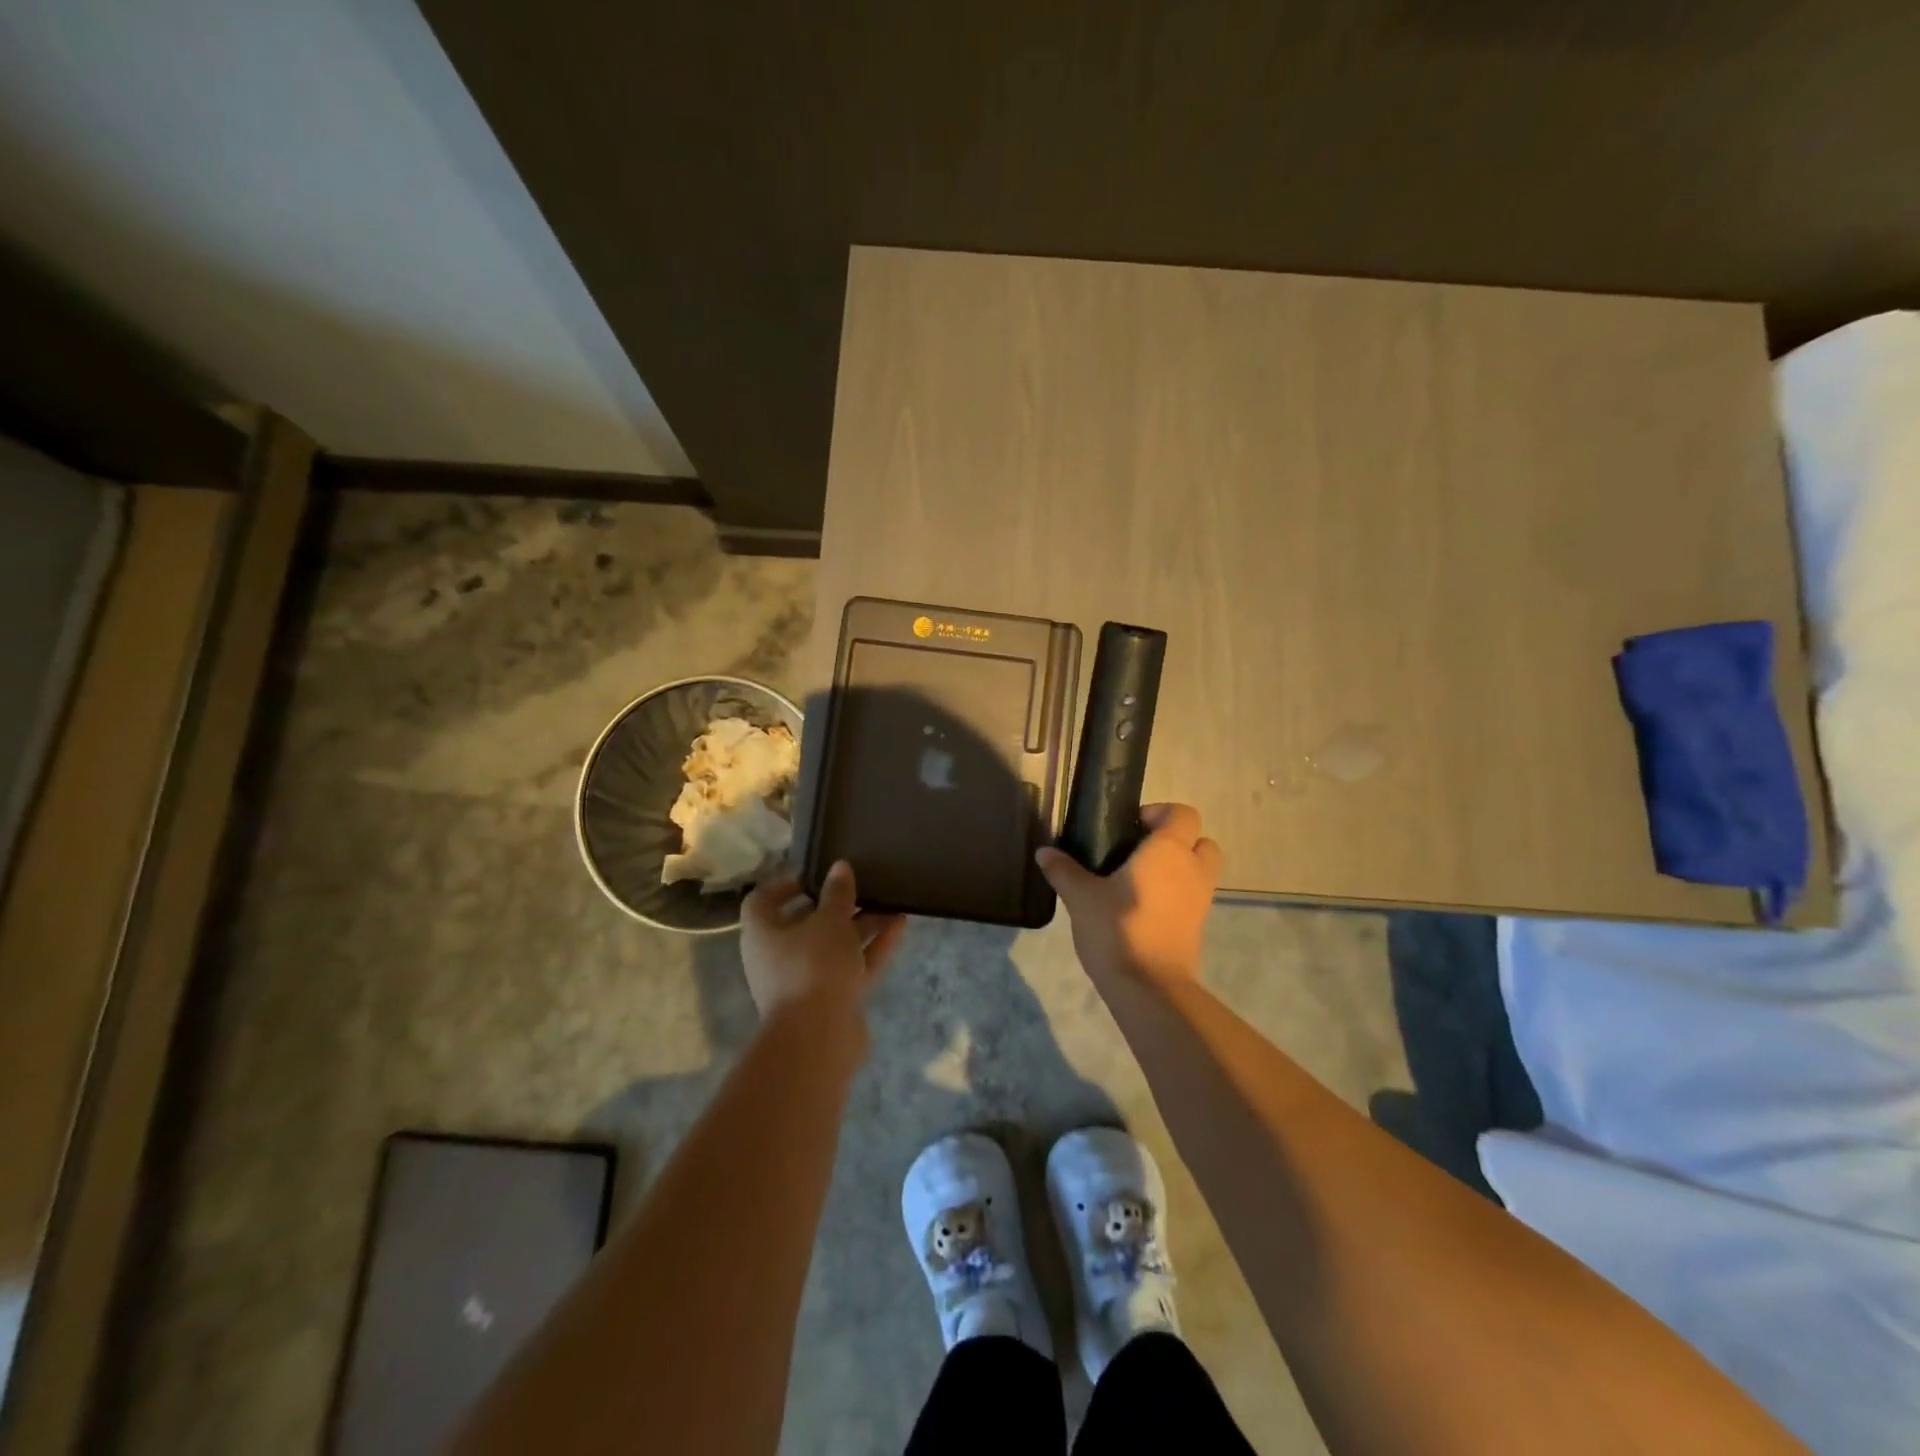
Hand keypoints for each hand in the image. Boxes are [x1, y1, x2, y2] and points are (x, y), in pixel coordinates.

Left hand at [740, 863, 905, 1029]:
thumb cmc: (813, 966)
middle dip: (836, 904)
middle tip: (862, 885)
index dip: (786, 884)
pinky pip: (852, 965)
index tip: (816, 874)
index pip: (763, 901)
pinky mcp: (833, 998)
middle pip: (806, 923)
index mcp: (762, 933)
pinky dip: (873, 946)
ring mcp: (807, 980)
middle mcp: (779, 956)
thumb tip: (840, 867)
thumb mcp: (829, 921)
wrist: (819, 1038)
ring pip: (835, 945)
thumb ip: (837, 893)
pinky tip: (900, 925)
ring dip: (861, 924)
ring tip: (892, 901)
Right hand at [1036, 803, 1220, 985]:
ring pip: (1200, 869)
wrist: (1149, 987)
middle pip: (1201, 840)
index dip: (1159, 813)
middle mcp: (1192, 869)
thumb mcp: (1080, 897)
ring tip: (1138, 879)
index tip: (1129, 827)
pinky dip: (1176, 893)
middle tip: (1139, 851)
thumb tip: (1044, 852)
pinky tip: (1142, 906)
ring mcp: (1200, 899)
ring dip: (1179, 867)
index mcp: (1169, 850)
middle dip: (1176, 840)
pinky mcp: (1198, 926)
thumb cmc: (1117, 928)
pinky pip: (1193, 896)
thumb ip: (1063, 870)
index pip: (1183, 813)